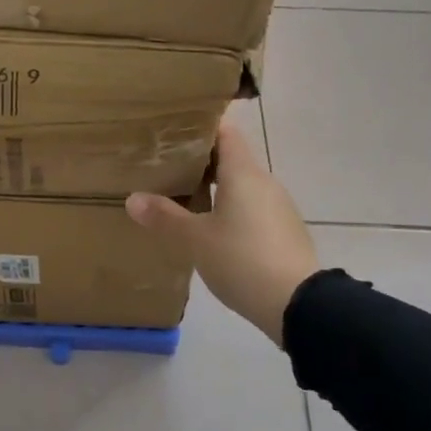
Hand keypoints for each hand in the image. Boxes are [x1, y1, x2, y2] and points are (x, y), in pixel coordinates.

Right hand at [126, 118, 318, 346]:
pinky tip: (211, 230)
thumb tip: (132, 198)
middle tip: (166, 167)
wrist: (298, 304)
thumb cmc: (242, 260)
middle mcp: (264, 182)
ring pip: (241, 186)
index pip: (225, 131)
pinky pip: (252, 209)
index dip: (201, 126)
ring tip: (182, 198)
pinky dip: (230, 210)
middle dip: (200, 161)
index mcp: (243, 173)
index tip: (174, 129)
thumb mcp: (195, 240)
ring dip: (215, 189)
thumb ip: (165, 217)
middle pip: (231, 159)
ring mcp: (278, 207)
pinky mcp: (283, 231)